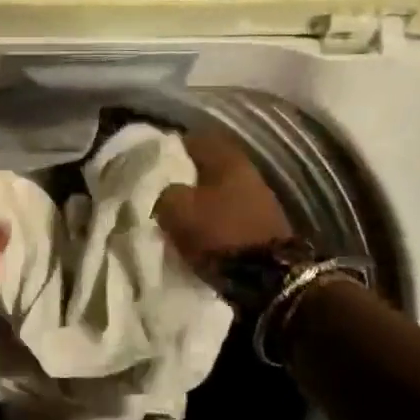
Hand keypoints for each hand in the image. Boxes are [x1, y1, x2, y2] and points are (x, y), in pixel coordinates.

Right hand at [155, 130, 297, 270]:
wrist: (268, 279)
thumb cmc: (219, 233)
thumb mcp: (176, 209)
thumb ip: (164, 192)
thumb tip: (164, 191)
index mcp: (227, 158)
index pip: (193, 140)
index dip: (169, 149)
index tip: (151, 163)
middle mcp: (247, 171)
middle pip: (207, 167)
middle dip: (184, 178)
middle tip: (161, 190)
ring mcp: (259, 198)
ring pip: (218, 191)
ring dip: (199, 201)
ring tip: (177, 215)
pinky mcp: (263, 225)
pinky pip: (228, 213)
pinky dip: (212, 219)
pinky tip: (198, 231)